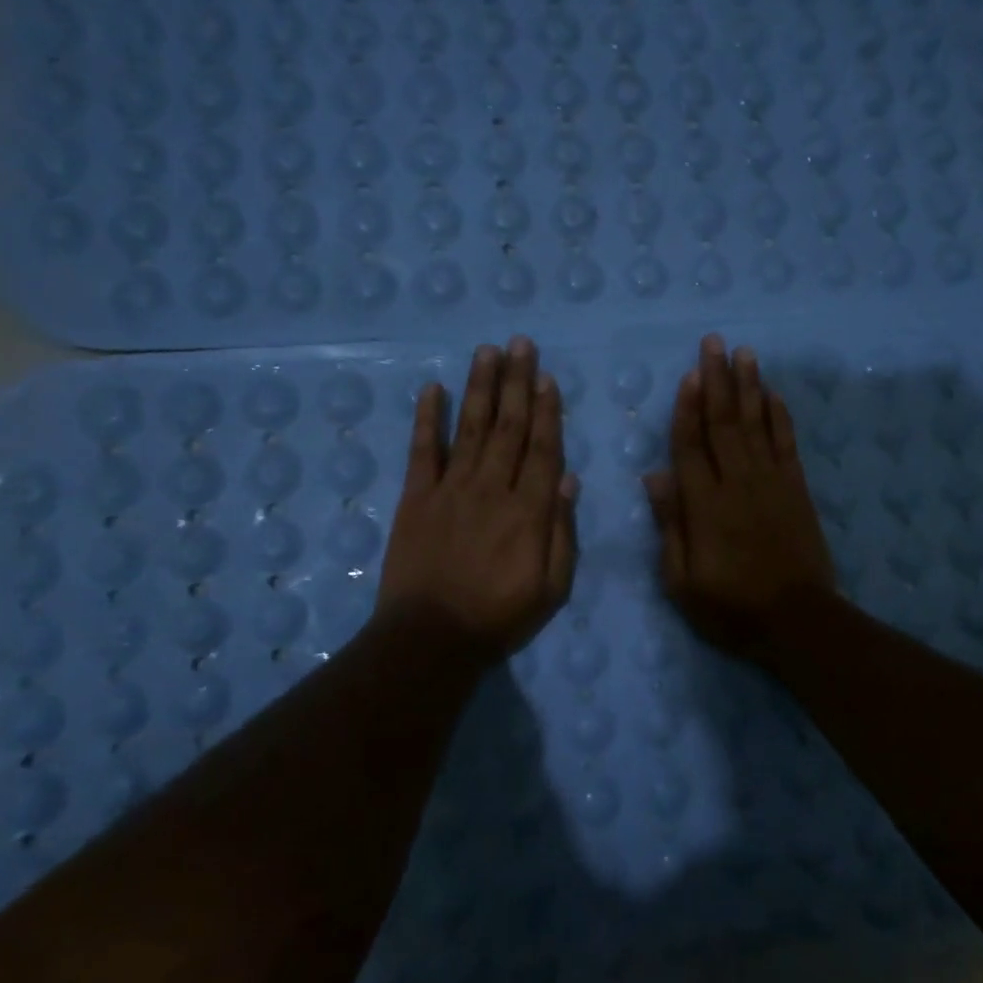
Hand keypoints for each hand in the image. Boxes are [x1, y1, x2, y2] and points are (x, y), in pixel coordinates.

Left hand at [378, 336, 577, 658]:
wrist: (431, 638)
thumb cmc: (499, 617)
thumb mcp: (552, 588)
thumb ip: (561, 532)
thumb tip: (567, 479)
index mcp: (528, 511)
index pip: (542, 449)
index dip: (546, 410)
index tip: (547, 377)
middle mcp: (491, 488)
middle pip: (508, 427)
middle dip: (516, 382)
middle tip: (521, 344)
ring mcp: (450, 489)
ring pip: (470, 428)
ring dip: (480, 387)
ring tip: (487, 351)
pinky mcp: (415, 498)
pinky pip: (422, 450)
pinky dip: (428, 418)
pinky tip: (432, 389)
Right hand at [643, 334, 835, 664]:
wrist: (797, 621)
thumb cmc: (731, 607)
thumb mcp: (682, 581)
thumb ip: (670, 526)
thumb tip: (654, 475)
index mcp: (704, 505)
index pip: (690, 445)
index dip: (687, 408)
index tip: (688, 374)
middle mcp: (737, 483)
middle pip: (723, 422)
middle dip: (717, 380)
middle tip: (714, 342)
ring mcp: (771, 482)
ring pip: (756, 424)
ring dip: (749, 386)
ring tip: (744, 352)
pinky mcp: (797, 489)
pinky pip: (786, 443)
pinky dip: (779, 416)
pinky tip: (773, 394)